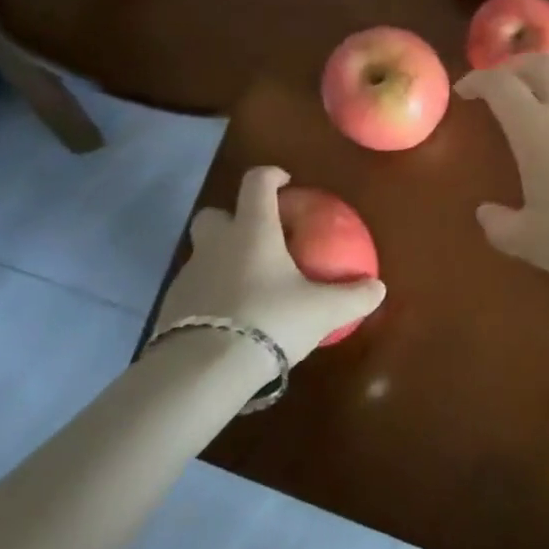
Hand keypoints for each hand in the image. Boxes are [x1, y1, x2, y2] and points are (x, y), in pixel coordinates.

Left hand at [155, 167, 385, 364]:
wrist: (202, 372)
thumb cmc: (269, 321)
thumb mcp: (322, 311)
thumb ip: (353, 297)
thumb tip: (378, 288)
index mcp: (253, 230)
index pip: (256, 183)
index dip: (271, 176)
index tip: (286, 184)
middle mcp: (217, 245)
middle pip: (214, 215)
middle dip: (233, 219)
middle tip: (259, 239)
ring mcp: (189, 277)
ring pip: (203, 255)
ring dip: (222, 261)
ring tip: (249, 288)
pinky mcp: (170, 310)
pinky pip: (194, 291)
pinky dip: (210, 297)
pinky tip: (230, 321)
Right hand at [455, 54, 548, 296]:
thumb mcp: (530, 241)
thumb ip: (500, 225)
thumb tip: (486, 214)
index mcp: (535, 127)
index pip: (500, 85)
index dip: (478, 80)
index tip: (465, 90)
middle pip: (540, 64)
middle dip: (514, 65)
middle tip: (500, 81)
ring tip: (540, 87)